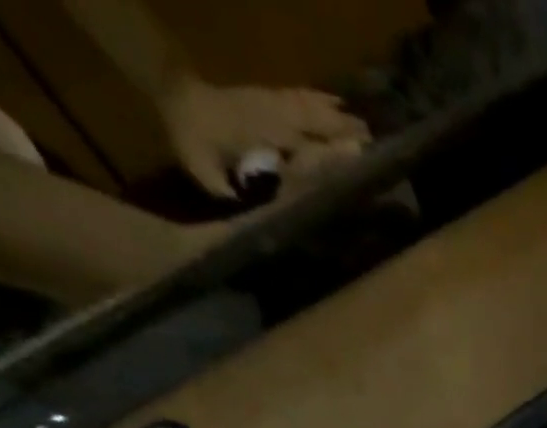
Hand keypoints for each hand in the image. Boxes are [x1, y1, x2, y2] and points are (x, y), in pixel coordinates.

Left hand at [159, 77, 369, 198]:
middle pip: (315, 125)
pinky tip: (335, 101)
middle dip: (343, 135)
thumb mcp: (204, 171)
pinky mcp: (267, 95)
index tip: (359, 162)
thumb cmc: (192, 138)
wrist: (172, 94)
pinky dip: (319, 98)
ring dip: (337, 117)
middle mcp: (272, 118)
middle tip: (374, 149)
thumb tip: (256, 214)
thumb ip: (230, 191)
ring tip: (365, 128)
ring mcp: (270, 102)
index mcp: (263, 137)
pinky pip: (298, 95)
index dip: (331, 156)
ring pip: (310, 108)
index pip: (305, 148)